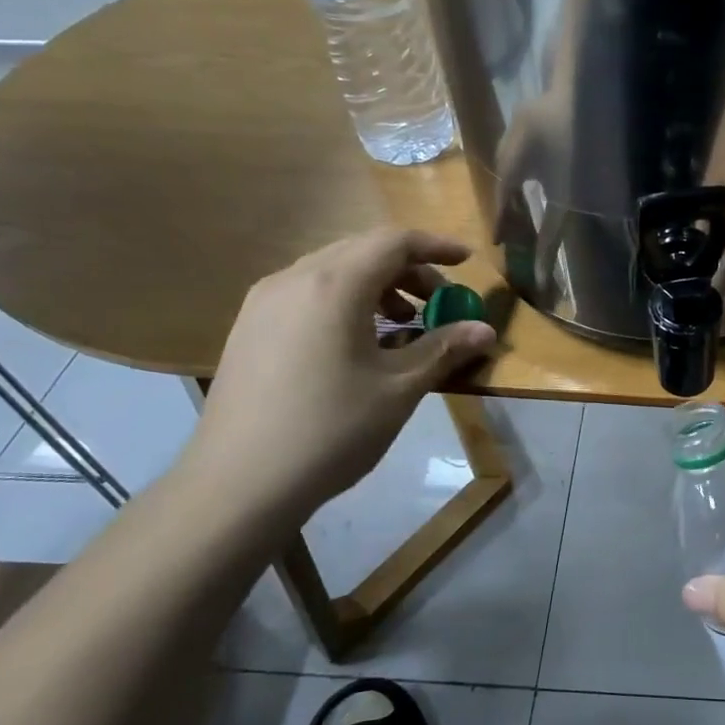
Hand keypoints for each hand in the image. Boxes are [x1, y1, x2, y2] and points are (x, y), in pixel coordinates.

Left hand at [184, 230, 496, 517]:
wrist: (239, 482)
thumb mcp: (399, 389)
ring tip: (401, 324)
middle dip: (408, 269)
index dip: (436, 246)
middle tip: (439, 302)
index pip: (393, 242)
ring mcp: (264, 303)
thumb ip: (443, 349)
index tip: (468, 262)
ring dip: (376, 285)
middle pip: (361, 250)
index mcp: (334, 286)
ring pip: (331, 271)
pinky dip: (344, 302)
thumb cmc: (332, 430)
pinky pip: (307, 294)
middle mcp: (294, 279)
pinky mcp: (249, 328)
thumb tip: (486, 330)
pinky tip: (357, 343)